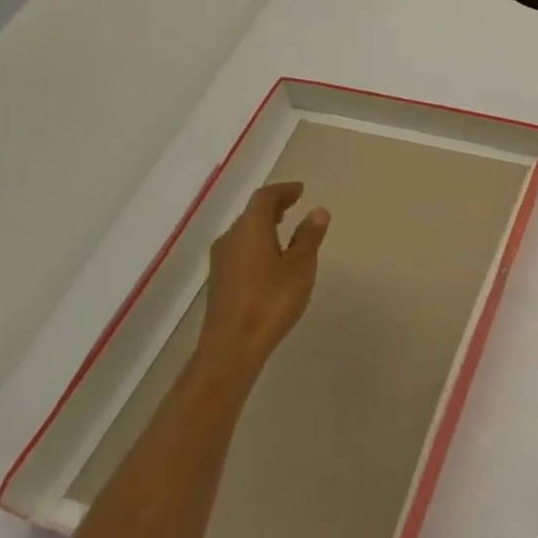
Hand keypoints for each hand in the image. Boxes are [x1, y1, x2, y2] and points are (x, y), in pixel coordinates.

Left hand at [195, 181, 330, 384]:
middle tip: (294, 204)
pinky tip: (269, 257)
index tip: (300, 190)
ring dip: (263, 225)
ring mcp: (221, 261)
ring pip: (243, 232)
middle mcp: (230, 239)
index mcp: (250, 229)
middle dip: (273, 206)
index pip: (265, 198)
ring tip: (284, 227)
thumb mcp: (300, 266)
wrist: (231, 348)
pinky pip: (239, 249)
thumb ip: (309, 236)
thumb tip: (317, 211)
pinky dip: (256, 242)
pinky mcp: (219, 281)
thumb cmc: (270, 301)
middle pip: (251, 213)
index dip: (283, 191)